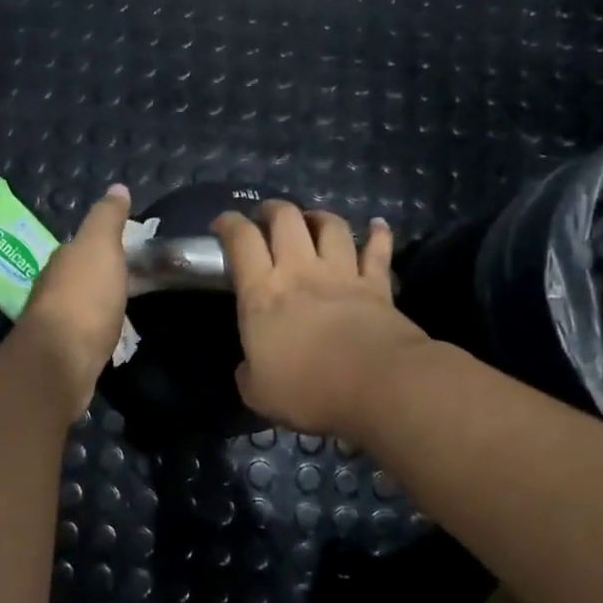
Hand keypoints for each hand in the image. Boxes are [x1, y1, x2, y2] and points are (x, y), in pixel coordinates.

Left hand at [16, 184, 131, 410]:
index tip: (127, 249)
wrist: (61, 360)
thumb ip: (107, 218)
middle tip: (130, 278)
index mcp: (62, 260)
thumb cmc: (84, 297)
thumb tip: (116, 187)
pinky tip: (108, 336)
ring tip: (122, 308)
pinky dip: (96, 330)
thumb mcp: (100, 247)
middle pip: (78, 275)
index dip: (103, 245)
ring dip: (96, 304)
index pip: (82, 245)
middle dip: (98, 275)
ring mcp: (55, 323)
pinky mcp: (62, 353)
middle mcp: (52, 287)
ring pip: (79, 305)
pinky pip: (83, 333)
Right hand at [213, 202, 430, 437]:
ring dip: (319, 217)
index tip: (223, 224)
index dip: (229, 224)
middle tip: (267, 216)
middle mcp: (300, 271)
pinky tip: (378, 226)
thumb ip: (249, 373)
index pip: (241, 241)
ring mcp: (342, 273)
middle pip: (286, 219)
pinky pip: (378, 251)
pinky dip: (378, 235)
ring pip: (331, 226)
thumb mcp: (259, 393)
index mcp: (262, 293)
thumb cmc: (309, 389)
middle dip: (273, 209)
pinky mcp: (377, 285)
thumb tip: (250, 367)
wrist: (378, 386)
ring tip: (313, 221)